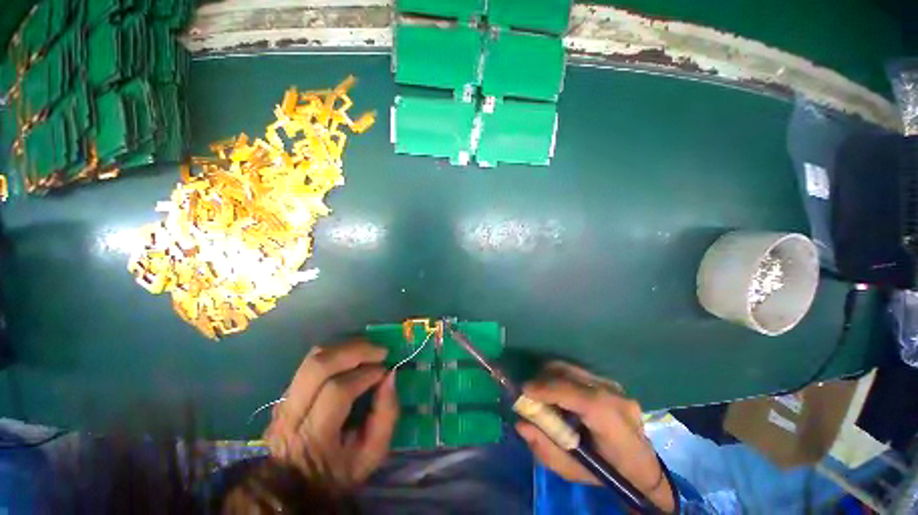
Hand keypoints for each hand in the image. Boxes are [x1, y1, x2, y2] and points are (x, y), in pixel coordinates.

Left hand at [264, 340, 398, 486]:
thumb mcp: (372, 454)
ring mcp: (284, 400)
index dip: (365, 375)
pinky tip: (353, 356)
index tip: (386, 371)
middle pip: (318, 366)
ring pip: (312, 358)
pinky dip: (336, 352)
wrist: (295, 486)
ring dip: (345, 347)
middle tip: (380, 351)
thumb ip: (386, 415)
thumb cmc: (339, 472)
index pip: (337, 392)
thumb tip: (390, 375)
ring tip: (368, 350)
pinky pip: (311, 361)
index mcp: (314, 437)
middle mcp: (292, 414)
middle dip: (355, 351)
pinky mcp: (285, 392)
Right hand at [516, 362, 674, 511]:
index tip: (525, 391)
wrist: (642, 464)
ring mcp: (612, 384)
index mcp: (614, 424)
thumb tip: (521, 424)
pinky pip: (574, 370)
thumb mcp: (575, 473)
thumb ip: (547, 450)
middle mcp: (615, 396)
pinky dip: (558, 377)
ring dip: (549, 377)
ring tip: (541, 395)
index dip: (550, 390)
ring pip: (570, 368)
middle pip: (570, 374)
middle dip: (542, 380)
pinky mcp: (607, 379)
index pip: (582, 398)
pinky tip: (556, 394)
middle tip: (528, 395)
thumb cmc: (609, 473)